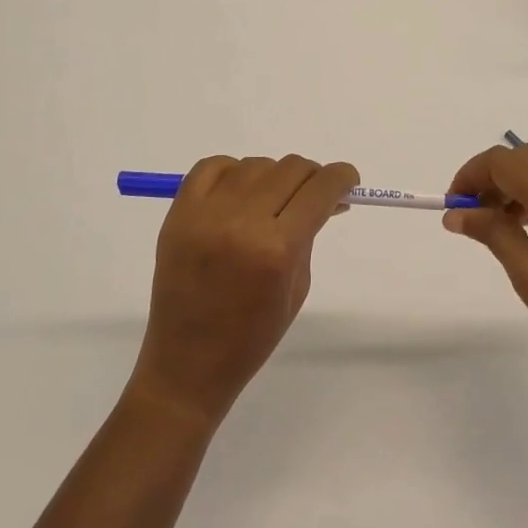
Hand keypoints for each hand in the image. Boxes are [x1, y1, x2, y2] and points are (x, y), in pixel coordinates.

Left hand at [127, 154, 358, 428]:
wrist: (188, 363)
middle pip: (290, 168)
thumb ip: (309, 234)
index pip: (320, 189)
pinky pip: (211, 166)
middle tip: (314, 194)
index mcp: (277, 249)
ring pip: (255, 165)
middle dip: (312, 177)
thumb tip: (325, 197)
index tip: (348, 181)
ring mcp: (205, 214)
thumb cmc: (252, 337)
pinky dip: (232, 171)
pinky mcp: (178, 213)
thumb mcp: (297, 287)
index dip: (341, 178)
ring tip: (272, 202)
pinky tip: (239, 192)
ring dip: (273, 176)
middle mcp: (242, 222)